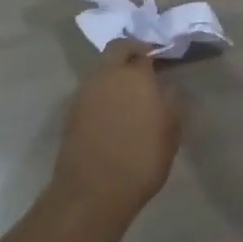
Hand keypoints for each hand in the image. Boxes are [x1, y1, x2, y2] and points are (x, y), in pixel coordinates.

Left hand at [53, 41, 180, 222]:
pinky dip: (103, 94)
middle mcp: (106, 76)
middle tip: (145, 68)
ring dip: (115, 74)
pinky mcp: (71, 113)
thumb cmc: (142, 157)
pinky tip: (114, 113)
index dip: (153, 54)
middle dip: (130, 53)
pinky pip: (92, 92)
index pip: (143, 50)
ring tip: (130, 94)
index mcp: (134, 75)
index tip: (162, 63)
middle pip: (117, 50)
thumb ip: (169, 100)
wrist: (94, 191)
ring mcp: (84, 93)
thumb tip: (163, 86)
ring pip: (101, 70)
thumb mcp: (171, 129)